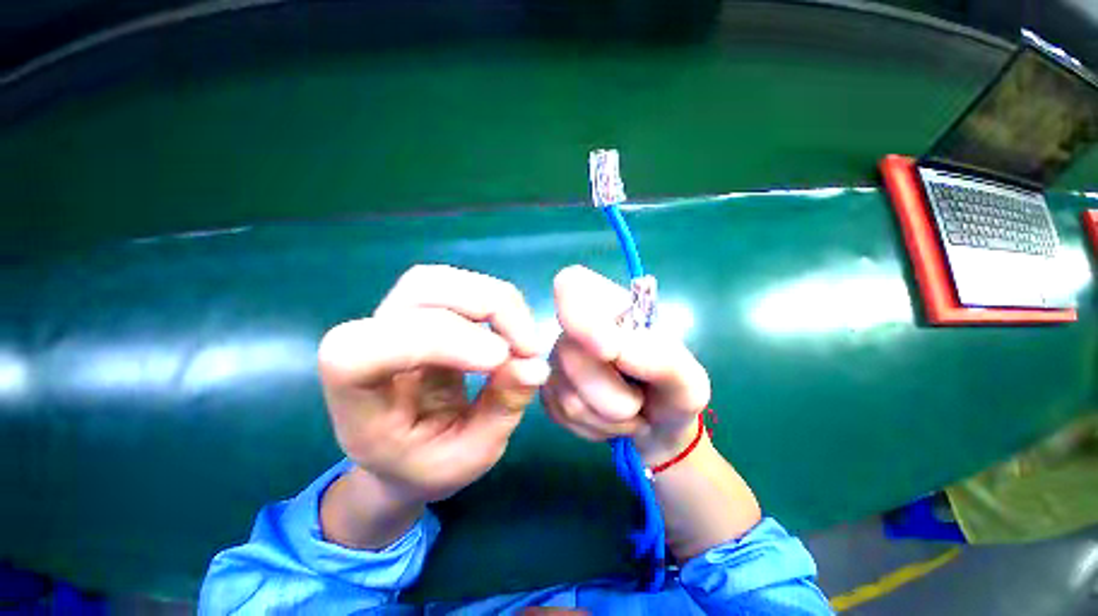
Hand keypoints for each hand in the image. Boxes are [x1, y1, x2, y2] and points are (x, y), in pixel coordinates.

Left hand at [317, 265, 547, 504]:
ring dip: (494, 300)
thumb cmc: (428, 463)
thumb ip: (501, 409)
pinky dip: (495, 300)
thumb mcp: (470, 455)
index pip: (358, 351)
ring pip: (440, 280)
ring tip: (524, 337)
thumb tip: (536, 365)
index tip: (499, 359)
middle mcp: (368, 345)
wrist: (405, 451)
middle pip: (417, 292)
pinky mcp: (423, 311)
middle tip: (528, 347)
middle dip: (486, 309)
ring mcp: (394, 320)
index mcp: (357, 400)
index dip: (435, 341)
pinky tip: (512, 328)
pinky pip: (458, 285)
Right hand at [542, 266, 710, 463]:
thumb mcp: (688, 378)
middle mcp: (574, 328)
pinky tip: (609, 421)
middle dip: (612, 394)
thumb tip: (614, 350)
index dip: (580, 316)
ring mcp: (557, 361)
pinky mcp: (548, 393)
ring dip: (609, 418)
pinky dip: (595, 429)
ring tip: (630, 411)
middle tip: (639, 400)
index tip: (609, 349)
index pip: (571, 284)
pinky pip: (562, 416)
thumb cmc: (674, 392)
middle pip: (571, 353)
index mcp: (609, 307)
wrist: (657, 429)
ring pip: (568, 395)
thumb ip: (661, 360)